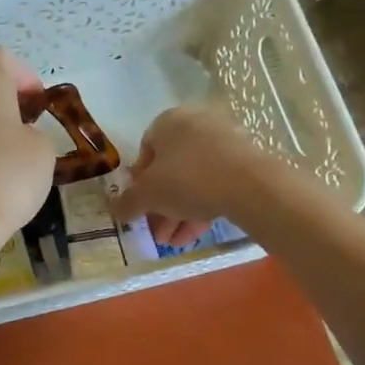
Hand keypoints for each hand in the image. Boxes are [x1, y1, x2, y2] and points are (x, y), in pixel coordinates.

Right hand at [112, 104, 274, 247]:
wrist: (250, 186)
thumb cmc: (188, 179)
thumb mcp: (148, 195)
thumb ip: (127, 202)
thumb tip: (113, 210)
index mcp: (168, 122)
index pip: (145, 151)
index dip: (138, 182)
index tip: (139, 206)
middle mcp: (195, 125)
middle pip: (170, 169)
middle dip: (160, 205)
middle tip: (156, 232)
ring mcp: (223, 141)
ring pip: (193, 180)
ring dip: (179, 212)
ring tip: (172, 242)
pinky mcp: (245, 161)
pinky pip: (215, 183)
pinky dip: (202, 207)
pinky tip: (193, 236)